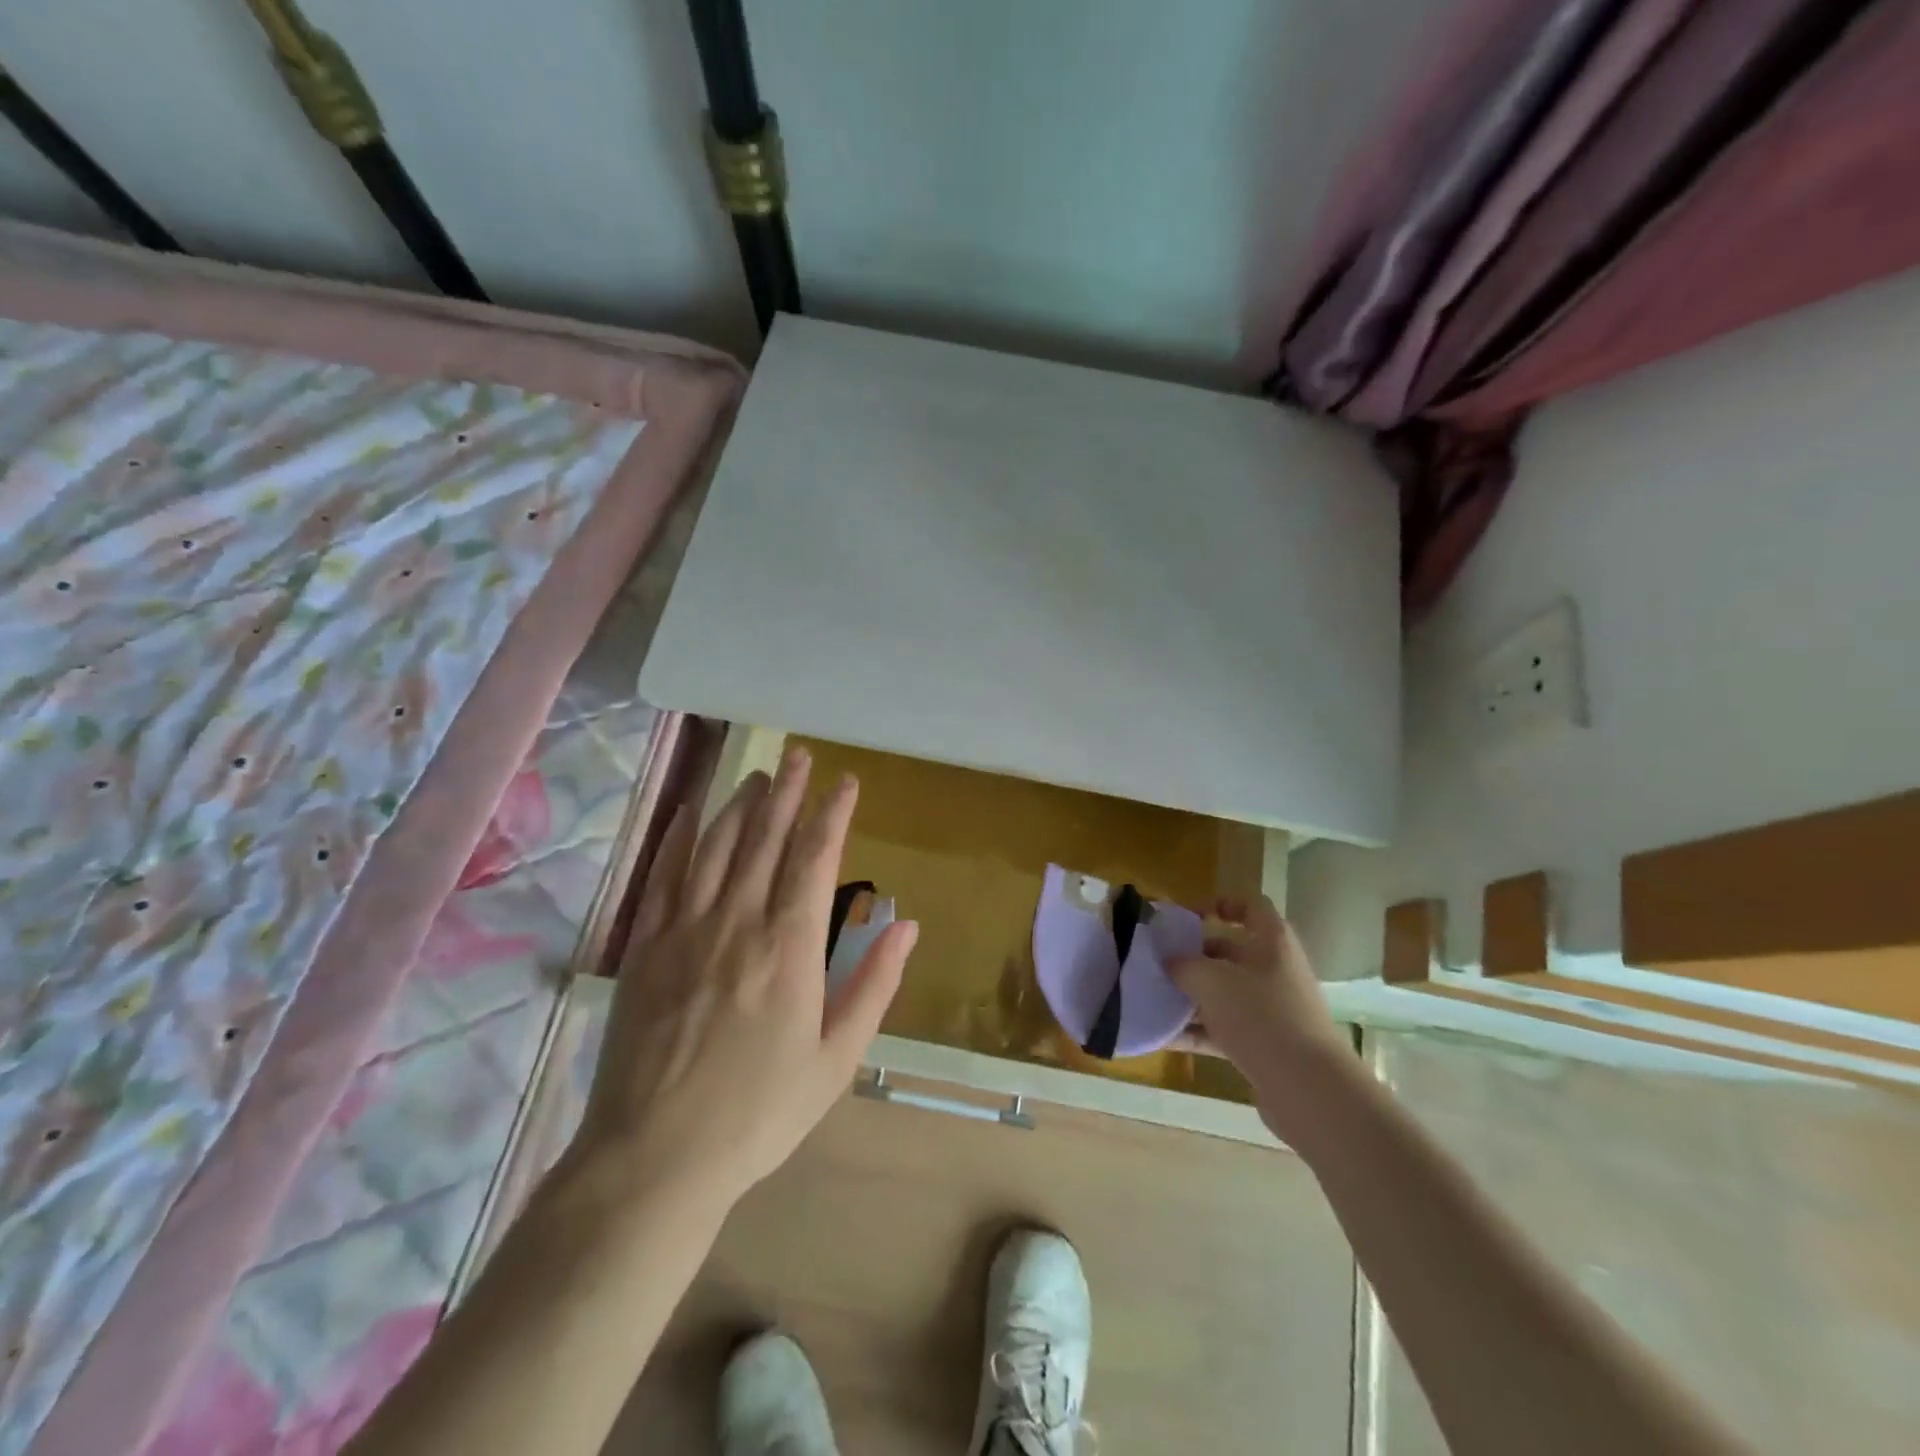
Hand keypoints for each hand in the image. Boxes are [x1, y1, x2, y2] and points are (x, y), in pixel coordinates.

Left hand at [574, 749, 917, 1210]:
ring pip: (716, 847)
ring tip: (758, 774)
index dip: (831, 814)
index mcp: (789, 947)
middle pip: (764, 839)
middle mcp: (737, 922)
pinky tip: (692, 811)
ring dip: (740, 805)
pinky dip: (680, 837)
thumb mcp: (835, 1060)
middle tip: (799, 755)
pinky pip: (664, 876)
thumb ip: (873, 985)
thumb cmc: (758, 1113)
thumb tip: (907, 925)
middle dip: (786, 792)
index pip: (814, 859)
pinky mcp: (646, 946)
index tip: (845, 781)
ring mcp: (685, 929)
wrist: (655, 1156)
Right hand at [1169, 896, 1352, 1139]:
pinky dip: (1196, 1030)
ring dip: (1190, 995)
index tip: (1185, 917)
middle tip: (1157, 960)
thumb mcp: (1211, 981)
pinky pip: (1223, 1029)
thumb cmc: (1261, 1016)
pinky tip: (1163, 1036)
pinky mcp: (1265, 1045)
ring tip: (1152, 998)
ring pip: (1224, 993)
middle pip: (1230, 952)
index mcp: (1272, 942)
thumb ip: (1183, 965)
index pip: (1250, 906)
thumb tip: (1169, 961)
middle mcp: (1275, 970)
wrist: (1308, 1089)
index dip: (1219, 904)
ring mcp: (1272, 1010)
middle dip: (1192, 956)